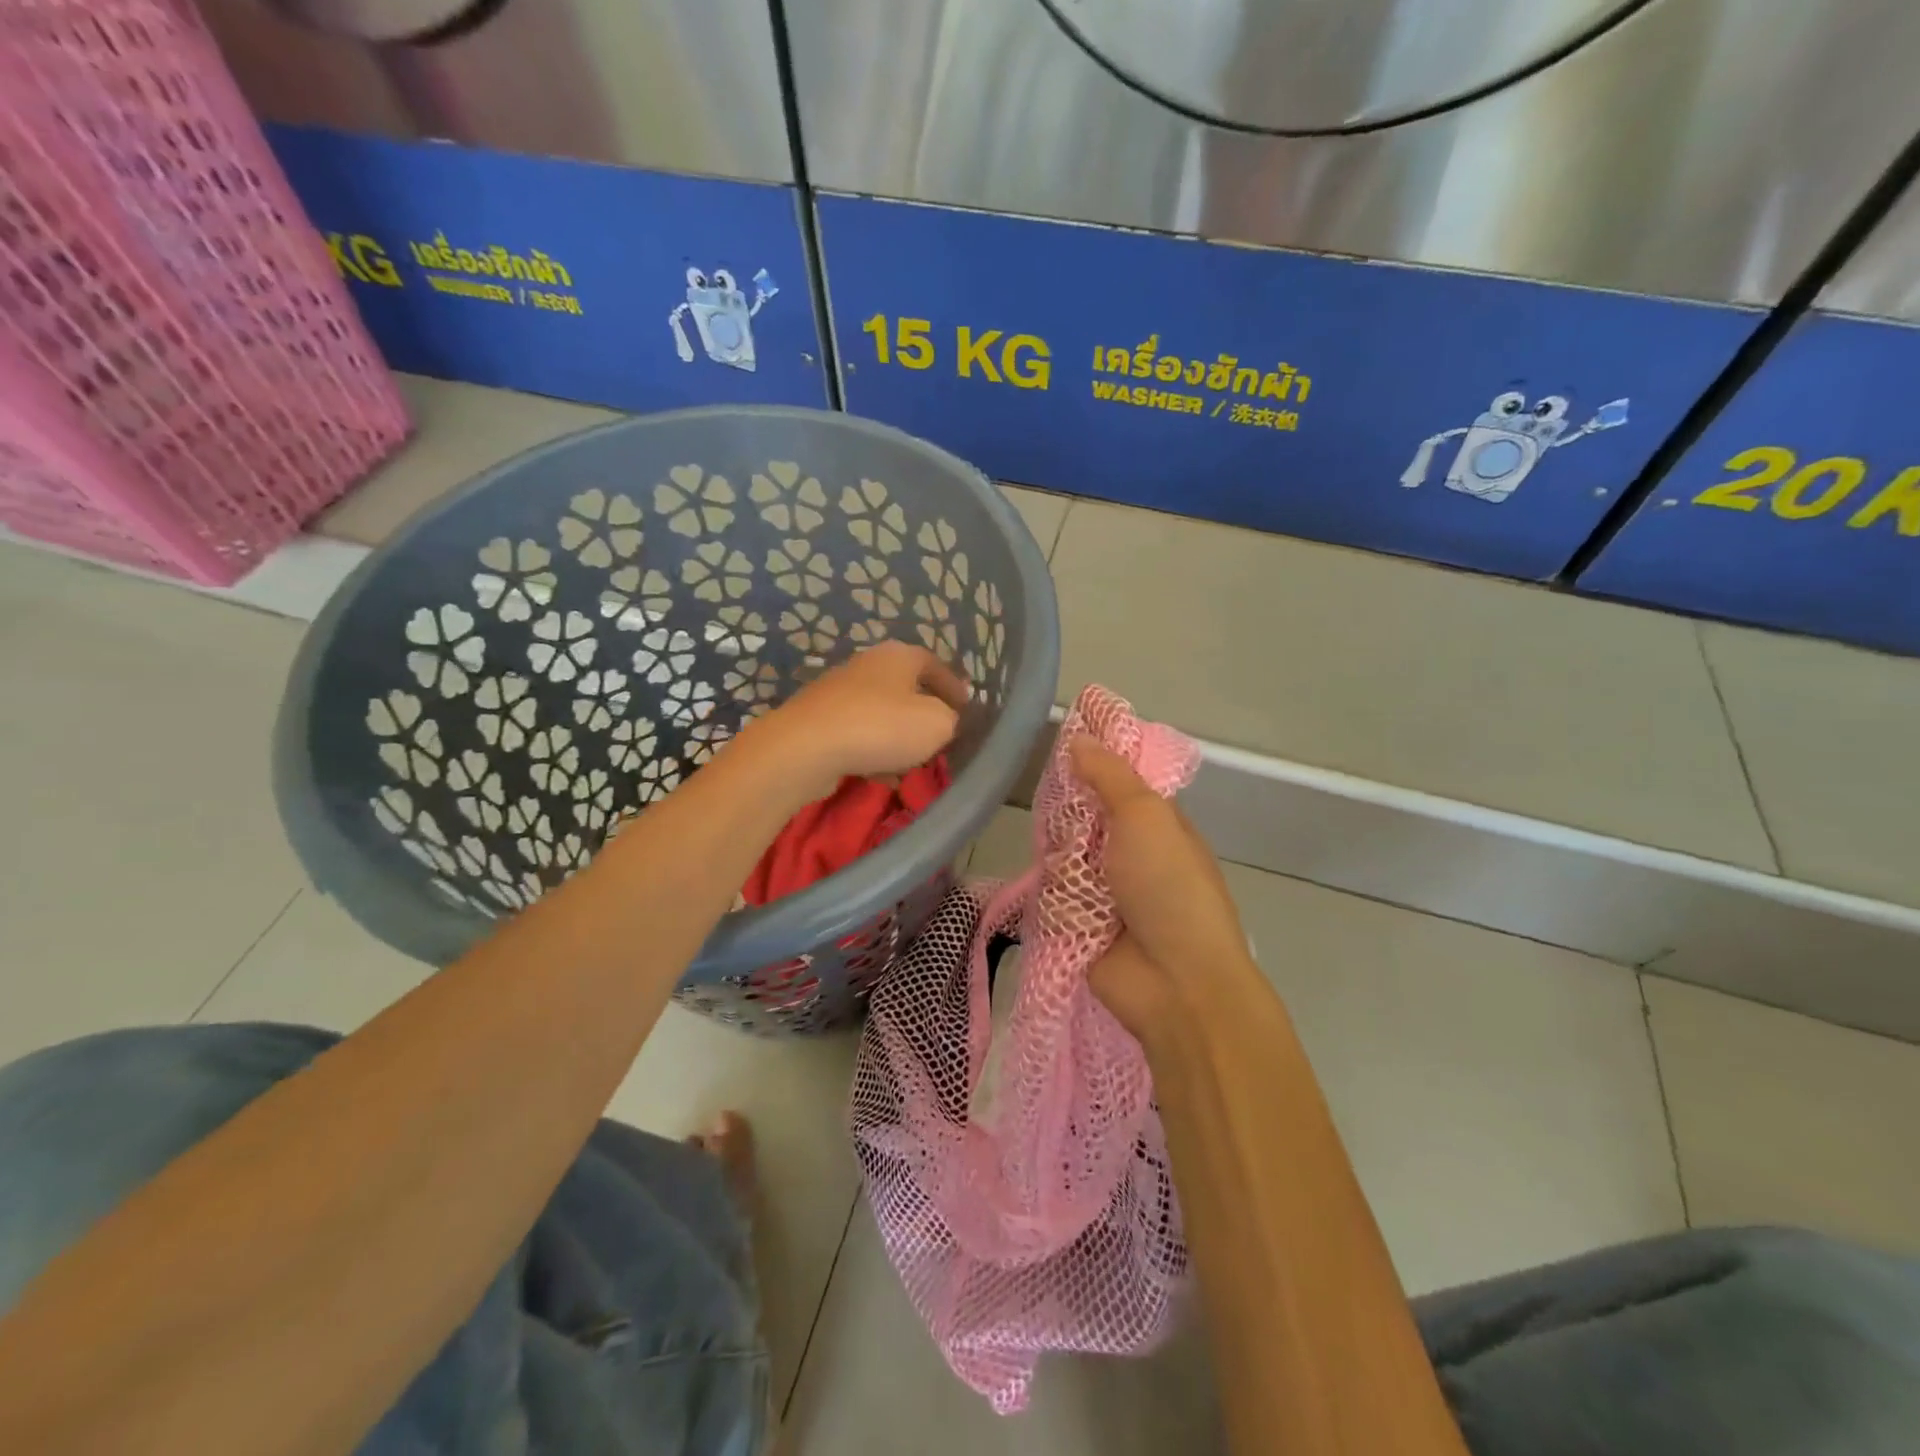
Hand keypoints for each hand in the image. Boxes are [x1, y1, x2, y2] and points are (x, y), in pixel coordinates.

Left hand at [737, 642, 967, 806]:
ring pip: (880, 713)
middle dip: (924, 712)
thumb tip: (945, 719)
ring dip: (897, 736)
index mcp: (898, 655)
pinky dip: (872, 752)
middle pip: (905, 687)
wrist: (805, 748)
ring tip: (913, 762)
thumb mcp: (937, 723)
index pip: (935, 663)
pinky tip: (880, 776)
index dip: (954, 686)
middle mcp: (866, 665)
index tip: (967, 708)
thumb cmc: (881, 727)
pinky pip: (857, 735)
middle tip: (941, 736)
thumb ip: (950, 718)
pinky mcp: (818, 721)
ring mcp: (837, 692)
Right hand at [1070, 736, 1257, 1042]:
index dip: (1089, 760)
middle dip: (1067, 814)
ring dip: (1062, 860)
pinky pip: (1051, 892)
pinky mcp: (1077, 922)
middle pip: (1079, 816)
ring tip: (1074, 872)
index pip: (1113, 779)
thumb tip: (1079, 738)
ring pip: (1060, 853)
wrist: (1175, 982)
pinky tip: (1063, 899)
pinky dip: (1055, 894)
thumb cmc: (1169, 886)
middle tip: (1059, 813)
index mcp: (1153, 822)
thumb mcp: (1146, 816)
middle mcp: (1126, 851)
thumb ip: (1110, 775)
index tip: (1060, 740)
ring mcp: (1102, 889)